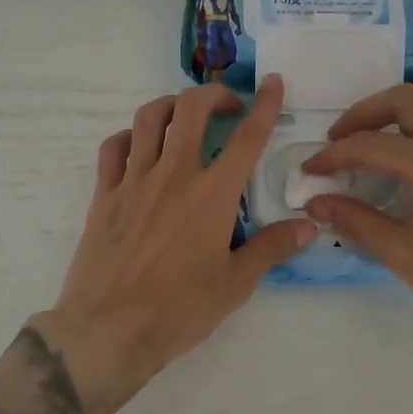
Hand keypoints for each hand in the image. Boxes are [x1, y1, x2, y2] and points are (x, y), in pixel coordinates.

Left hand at [42, 75, 316, 409]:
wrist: (108, 330)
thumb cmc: (178, 311)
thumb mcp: (235, 285)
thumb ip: (271, 248)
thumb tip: (307, 225)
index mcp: (212, 194)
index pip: (246, 137)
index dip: (264, 105)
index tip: (273, 83)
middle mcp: (174, 175)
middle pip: (191, 109)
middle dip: (213, 95)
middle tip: (227, 106)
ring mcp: (134, 181)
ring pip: (149, 118)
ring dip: (171, 106)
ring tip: (184, 116)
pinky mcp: (104, 194)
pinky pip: (113, 148)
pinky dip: (129, 136)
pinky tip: (139, 147)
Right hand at [301, 86, 412, 361]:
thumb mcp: (403, 255)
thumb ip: (355, 221)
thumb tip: (316, 203)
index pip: (369, 144)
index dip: (332, 155)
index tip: (310, 171)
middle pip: (403, 100)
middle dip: (363, 114)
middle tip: (340, 140)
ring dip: (398, 110)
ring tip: (376, 138)